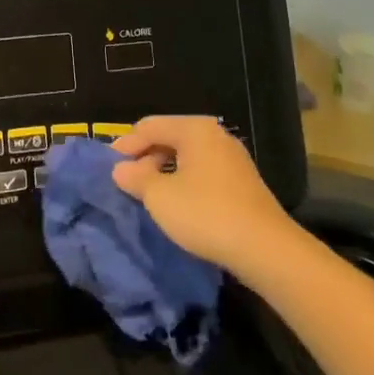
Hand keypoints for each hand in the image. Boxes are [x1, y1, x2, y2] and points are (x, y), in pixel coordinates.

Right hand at [110, 116, 298, 277]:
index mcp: (194, 129)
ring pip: (187, 156)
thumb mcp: (159, 196)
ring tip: (148, 194)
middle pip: (169, 137)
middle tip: (126, 181)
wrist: (264, 248)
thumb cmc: (205, 213)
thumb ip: (135, 177)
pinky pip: (203, 172)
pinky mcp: (242, 182)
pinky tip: (177, 204)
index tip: (108, 167)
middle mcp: (215, 135)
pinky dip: (184, 181)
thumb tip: (120, 169)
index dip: (125, 145)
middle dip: (145, 157)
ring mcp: (232, 158)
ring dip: (164, 171)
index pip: (150, 126)